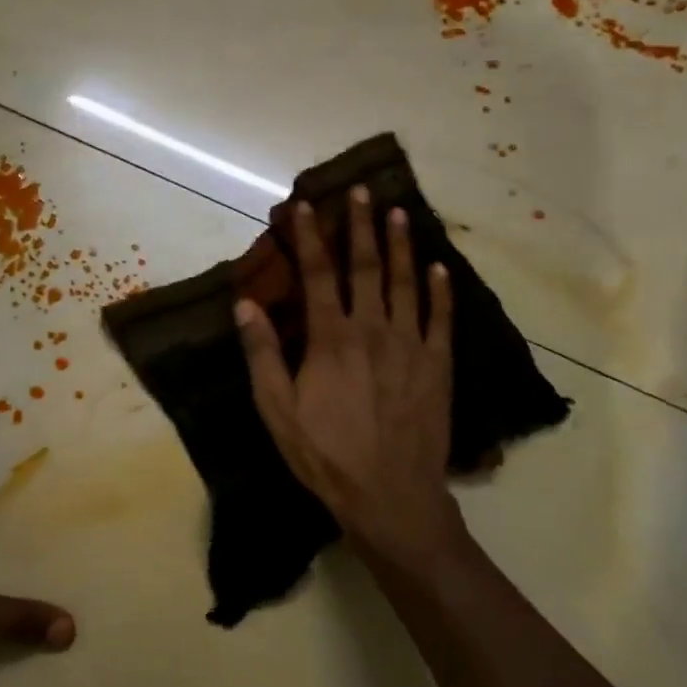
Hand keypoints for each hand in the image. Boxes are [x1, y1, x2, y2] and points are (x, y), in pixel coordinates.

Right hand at [236, 188, 465, 566]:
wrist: (390, 495)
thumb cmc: (325, 454)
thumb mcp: (277, 410)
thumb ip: (262, 354)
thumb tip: (245, 305)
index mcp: (331, 338)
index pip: (318, 274)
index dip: (310, 237)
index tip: (306, 205)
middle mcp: (373, 329)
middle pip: (366, 267)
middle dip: (361, 226)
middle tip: (361, 191)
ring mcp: (410, 344)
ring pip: (406, 282)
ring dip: (401, 245)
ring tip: (399, 212)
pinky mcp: (437, 364)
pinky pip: (441, 318)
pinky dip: (440, 290)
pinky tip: (439, 267)